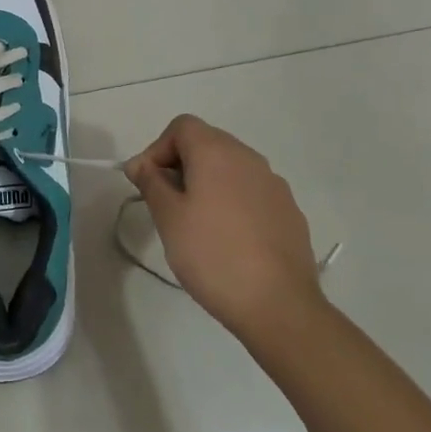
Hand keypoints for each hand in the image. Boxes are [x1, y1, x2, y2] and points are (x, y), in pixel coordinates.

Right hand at [124, 115, 323, 339]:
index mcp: (217, 152)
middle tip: (165, 203)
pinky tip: (227, 239)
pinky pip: (251, 192)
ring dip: (207, 183)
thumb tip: (140, 163)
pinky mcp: (289, 211)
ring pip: (230, 168)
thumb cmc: (212, 254)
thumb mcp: (168, 217)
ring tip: (195, 223)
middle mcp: (249, 158)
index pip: (182, 127)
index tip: (147, 183)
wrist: (278, 304)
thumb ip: (151, 181)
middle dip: (180, 165)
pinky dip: (232, 201)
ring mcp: (274, 184)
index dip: (158, 148)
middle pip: (207, 143)